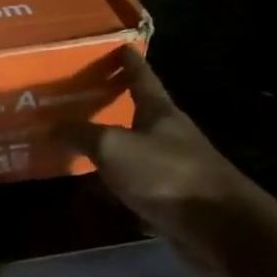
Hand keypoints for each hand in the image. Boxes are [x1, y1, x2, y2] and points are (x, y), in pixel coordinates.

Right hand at [62, 47, 258, 276]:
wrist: (223, 230)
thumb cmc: (167, 175)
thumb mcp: (114, 148)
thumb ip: (82, 135)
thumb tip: (53, 127)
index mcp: (160, 113)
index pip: (143, 78)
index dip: (130, 62)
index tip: (122, 46)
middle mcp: (172, 136)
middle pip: (142, 114)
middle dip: (119, 106)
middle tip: (88, 98)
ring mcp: (178, 170)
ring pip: (140, 153)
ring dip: (118, 150)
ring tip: (86, 148)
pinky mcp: (179, 202)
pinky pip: (143, 188)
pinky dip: (124, 187)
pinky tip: (105, 195)